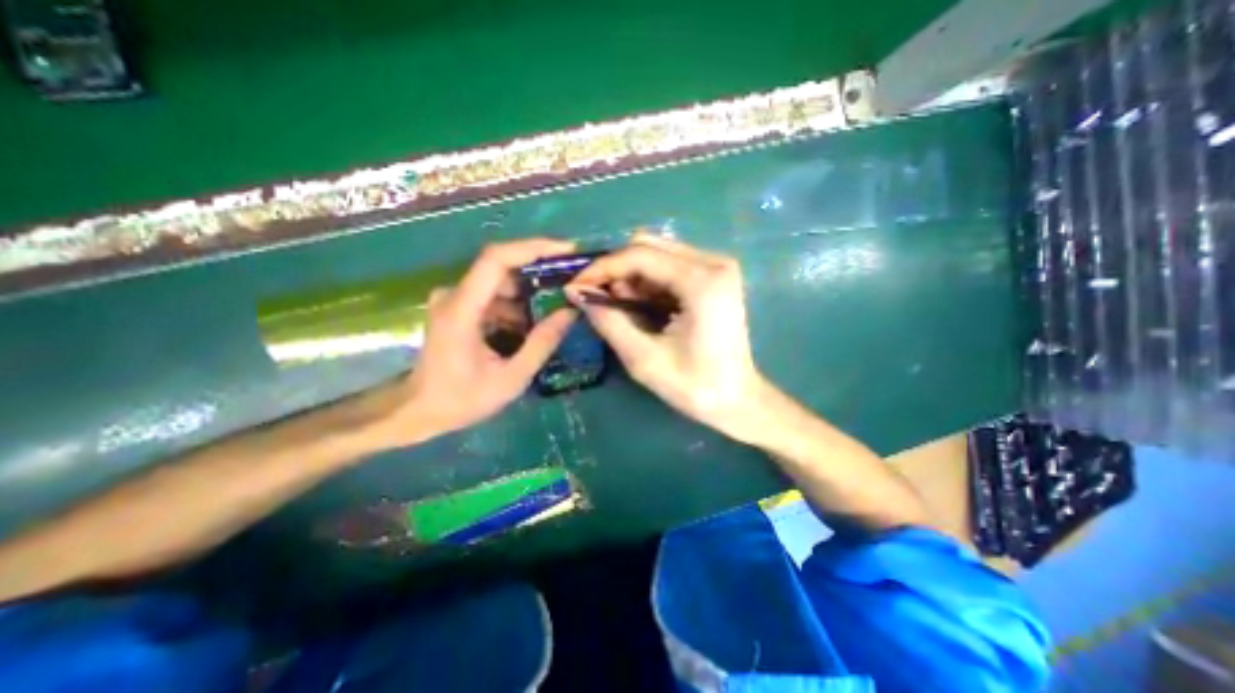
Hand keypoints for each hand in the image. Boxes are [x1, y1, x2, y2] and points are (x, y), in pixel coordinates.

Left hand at [391, 241, 580, 440]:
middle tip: (571, 283)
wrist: (419, 411)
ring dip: (529, 295)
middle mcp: (454, 295)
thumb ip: (542, 343)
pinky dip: (517, 307)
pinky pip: (494, 297)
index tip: (566, 250)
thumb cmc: (462, 399)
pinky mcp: (458, 308)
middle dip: (540, 272)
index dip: (533, 248)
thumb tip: (571, 312)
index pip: (496, 259)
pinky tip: (531, 327)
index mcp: (462, 309)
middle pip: (502, 268)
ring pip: (500, 284)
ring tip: (556, 310)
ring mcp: (454, 300)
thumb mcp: (511, 378)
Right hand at [566, 229, 762, 441]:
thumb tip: (578, 293)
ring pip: (658, 254)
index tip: (575, 286)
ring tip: (619, 308)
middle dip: (617, 270)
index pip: (640, 255)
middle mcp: (714, 262)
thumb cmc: (695, 387)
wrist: (738, 400)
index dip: (602, 268)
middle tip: (598, 299)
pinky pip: (670, 266)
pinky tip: (641, 305)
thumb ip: (609, 322)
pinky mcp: (715, 276)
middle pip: (649, 246)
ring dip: (631, 277)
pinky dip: (648, 282)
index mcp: (702, 281)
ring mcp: (717, 267)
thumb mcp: (643, 359)